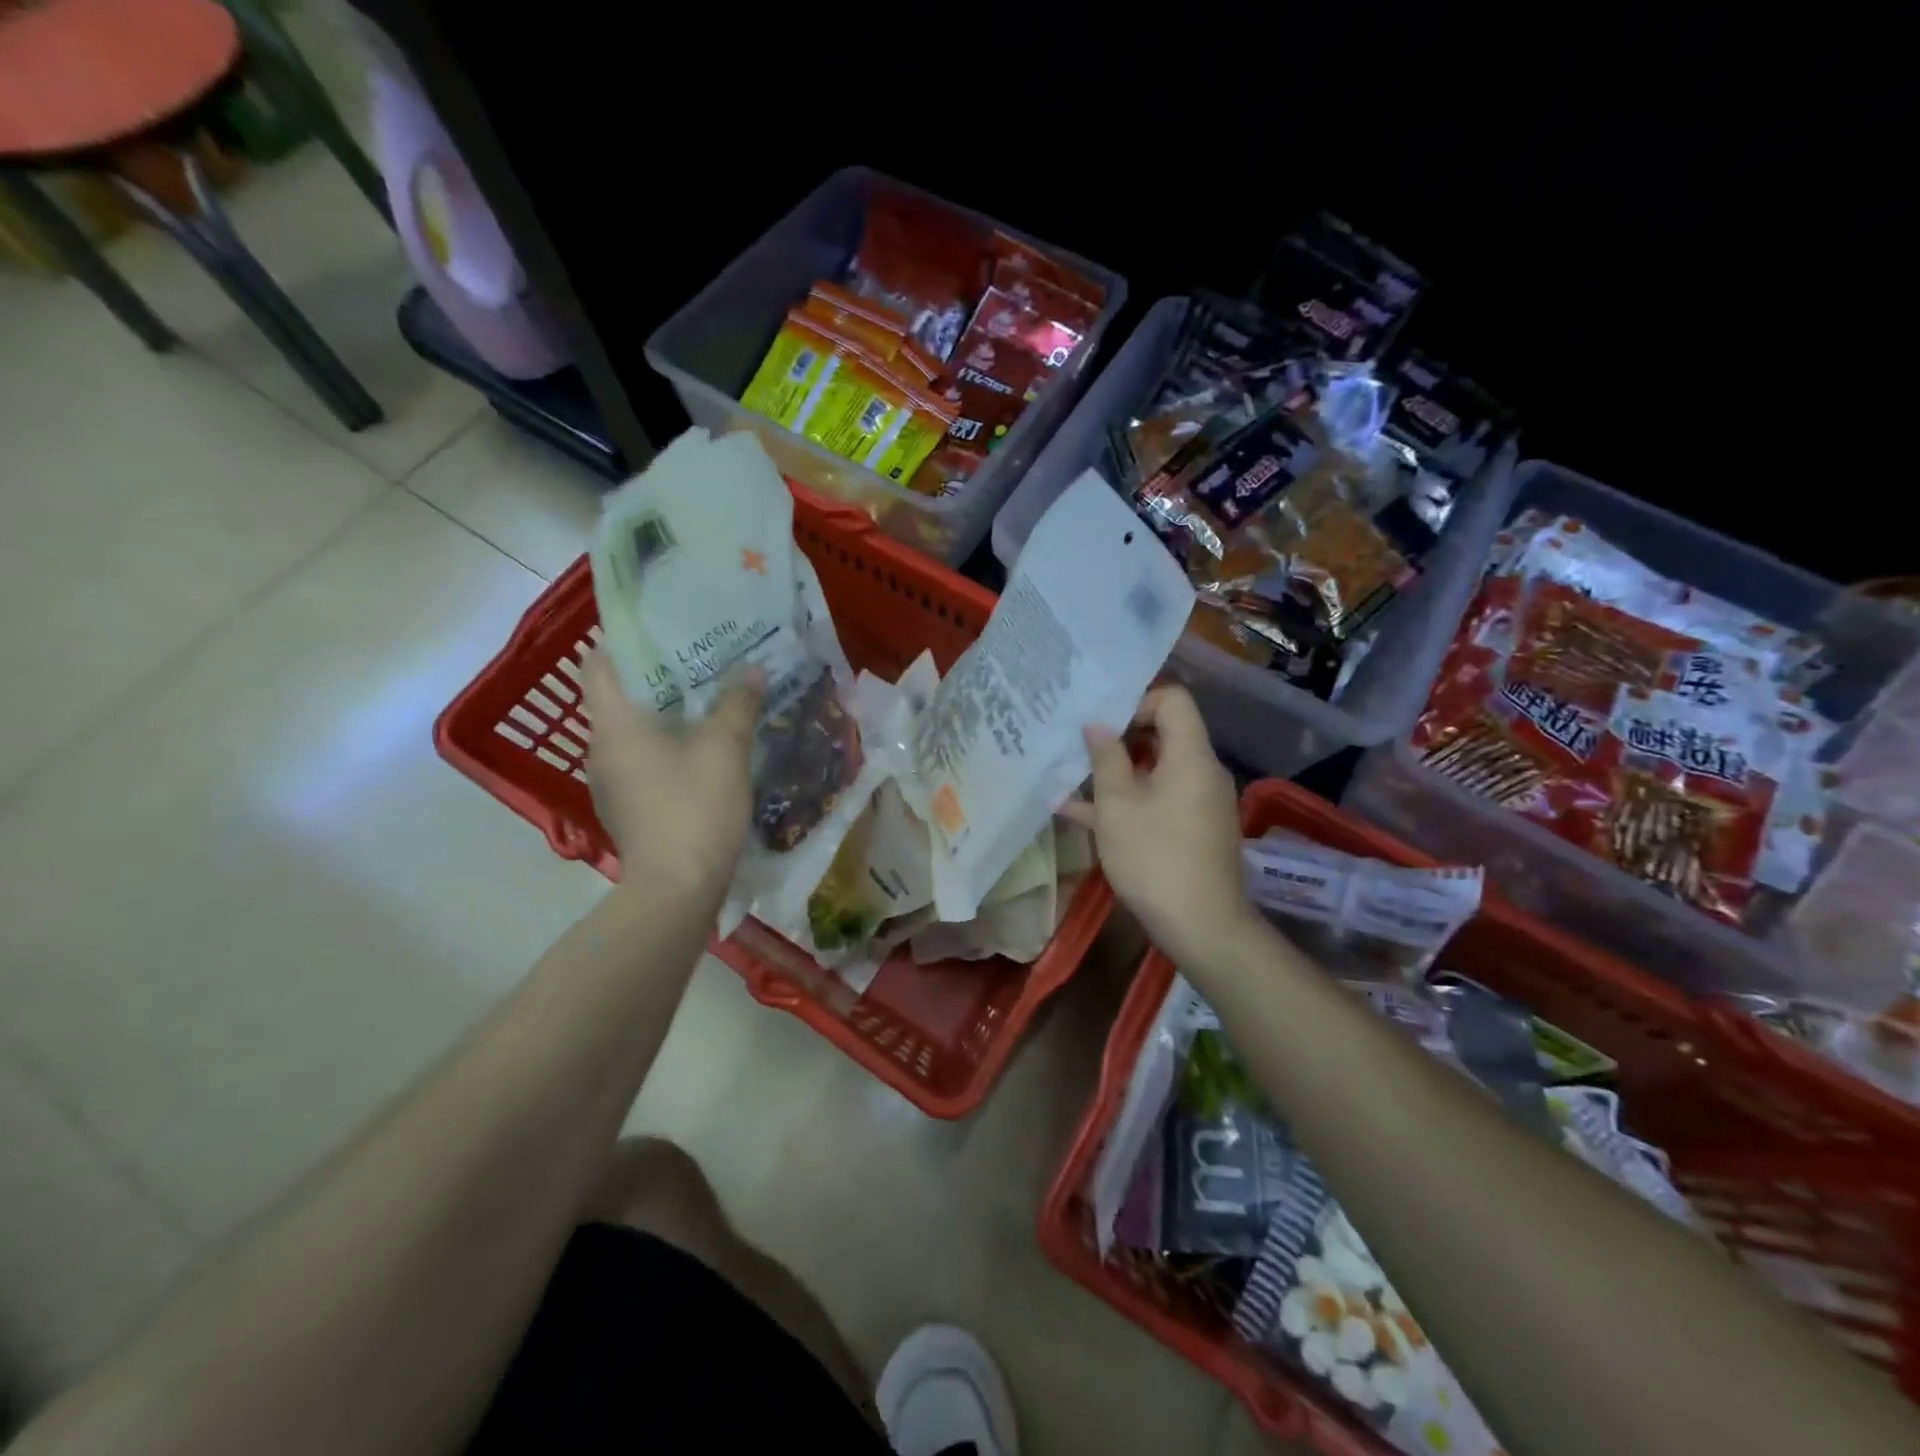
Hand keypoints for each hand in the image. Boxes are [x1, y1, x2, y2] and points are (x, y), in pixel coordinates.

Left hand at [581, 651, 763, 898]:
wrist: (677, 889)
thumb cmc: (694, 807)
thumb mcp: (725, 749)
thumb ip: (738, 704)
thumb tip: (752, 670)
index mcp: (614, 724)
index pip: (598, 663)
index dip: (623, 641)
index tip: (661, 630)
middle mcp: (602, 748)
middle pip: (619, 696)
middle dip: (658, 676)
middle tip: (702, 659)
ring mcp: (612, 782)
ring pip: (633, 731)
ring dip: (665, 713)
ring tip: (708, 700)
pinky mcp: (628, 807)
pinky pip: (643, 760)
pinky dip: (666, 746)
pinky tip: (703, 750)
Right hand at [1060, 686, 1255, 966]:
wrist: (1202, 927)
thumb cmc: (1155, 857)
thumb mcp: (1118, 806)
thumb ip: (1106, 758)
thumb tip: (1097, 724)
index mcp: (1190, 756)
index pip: (1173, 700)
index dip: (1136, 700)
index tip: (1101, 721)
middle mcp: (1201, 772)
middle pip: (1162, 735)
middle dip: (1117, 738)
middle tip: (1077, 745)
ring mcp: (1198, 803)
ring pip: (1153, 772)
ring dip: (1114, 774)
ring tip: (1068, 779)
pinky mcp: (1192, 831)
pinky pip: (1157, 801)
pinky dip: (1126, 802)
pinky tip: (1078, 814)